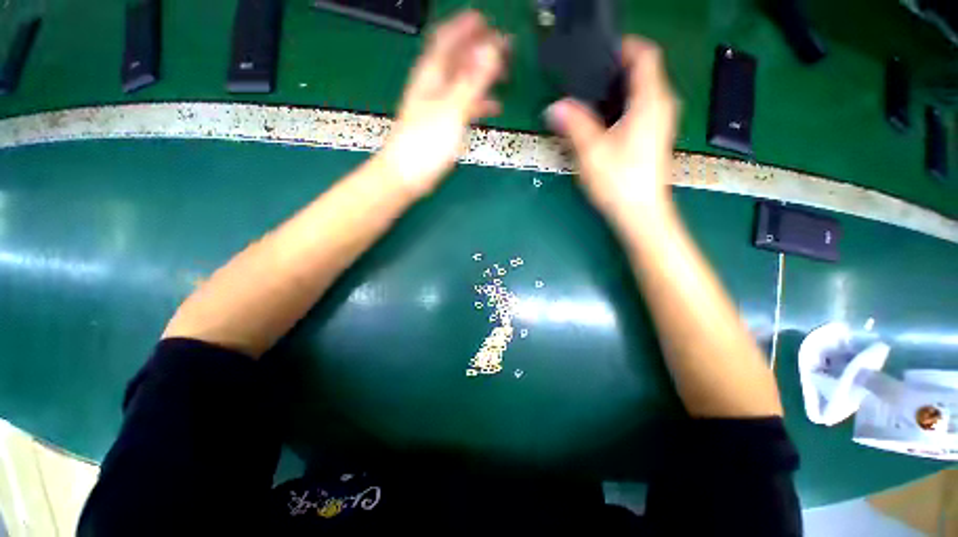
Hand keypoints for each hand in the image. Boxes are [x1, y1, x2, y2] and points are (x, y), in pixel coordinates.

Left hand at [378, 11, 507, 198]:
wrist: (408, 175)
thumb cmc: (425, 143)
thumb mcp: (451, 110)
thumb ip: (472, 81)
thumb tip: (492, 50)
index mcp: (432, 75)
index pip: (447, 39)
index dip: (466, 26)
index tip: (487, 20)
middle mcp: (434, 86)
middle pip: (458, 58)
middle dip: (480, 48)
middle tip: (504, 45)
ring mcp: (439, 106)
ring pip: (463, 81)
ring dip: (483, 74)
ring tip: (504, 72)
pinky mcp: (444, 125)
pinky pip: (465, 105)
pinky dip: (480, 102)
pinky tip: (494, 106)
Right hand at [546, 38, 679, 222]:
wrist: (640, 213)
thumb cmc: (620, 182)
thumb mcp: (592, 151)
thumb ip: (574, 124)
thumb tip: (554, 107)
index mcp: (650, 102)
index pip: (645, 55)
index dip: (624, 47)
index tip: (599, 53)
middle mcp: (661, 107)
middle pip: (642, 72)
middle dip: (615, 70)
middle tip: (586, 79)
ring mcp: (660, 123)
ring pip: (640, 92)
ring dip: (617, 90)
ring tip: (589, 99)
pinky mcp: (653, 137)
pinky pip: (639, 109)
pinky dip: (621, 106)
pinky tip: (601, 122)